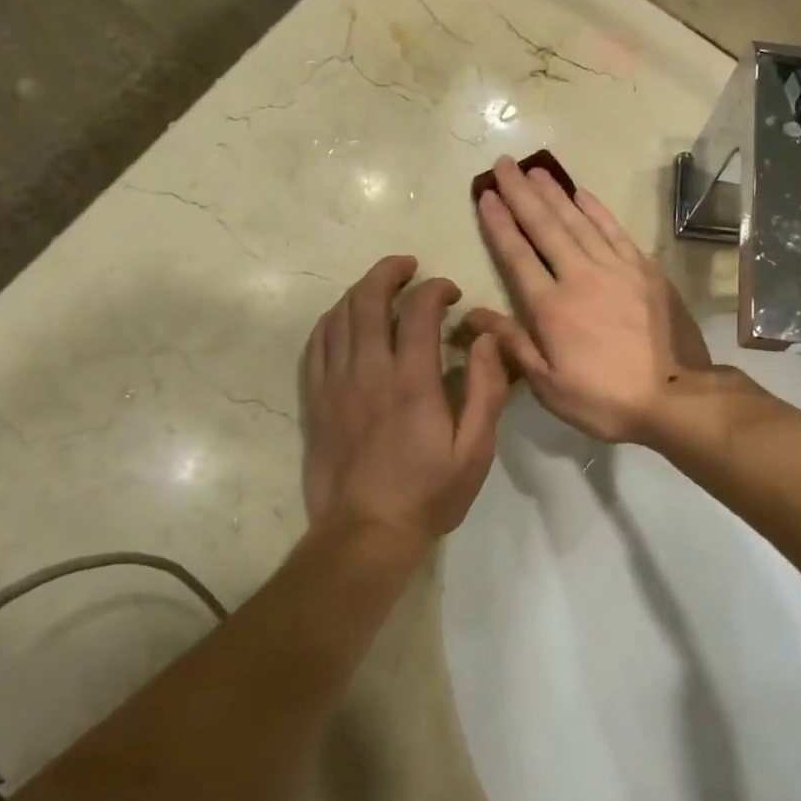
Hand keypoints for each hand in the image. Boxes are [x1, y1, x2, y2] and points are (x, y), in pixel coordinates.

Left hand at [302, 255, 508, 541]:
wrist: (365, 534)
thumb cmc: (428, 494)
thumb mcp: (475, 451)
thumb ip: (485, 391)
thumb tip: (486, 339)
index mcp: (411, 382)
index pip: (418, 310)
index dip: (435, 289)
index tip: (451, 293)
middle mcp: (368, 372)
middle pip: (368, 299)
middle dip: (389, 272)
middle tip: (409, 266)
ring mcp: (335, 384)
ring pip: (338, 316)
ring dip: (360, 290)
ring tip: (380, 286)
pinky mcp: (315, 400)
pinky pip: (316, 344)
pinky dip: (332, 320)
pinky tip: (345, 319)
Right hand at [464, 157, 709, 443]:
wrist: (675, 397)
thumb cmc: (605, 400)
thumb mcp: (549, 386)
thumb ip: (513, 344)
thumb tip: (474, 314)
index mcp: (551, 307)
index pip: (517, 255)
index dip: (499, 224)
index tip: (486, 196)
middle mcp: (579, 276)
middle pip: (545, 227)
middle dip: (520, 194)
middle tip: (503, 165)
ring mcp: (616, 268)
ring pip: (578, 221)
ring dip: (554, 193)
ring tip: (534, 170)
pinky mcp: (644, 269)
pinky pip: (614, 229)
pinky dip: (596, 208)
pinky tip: (581, 193)